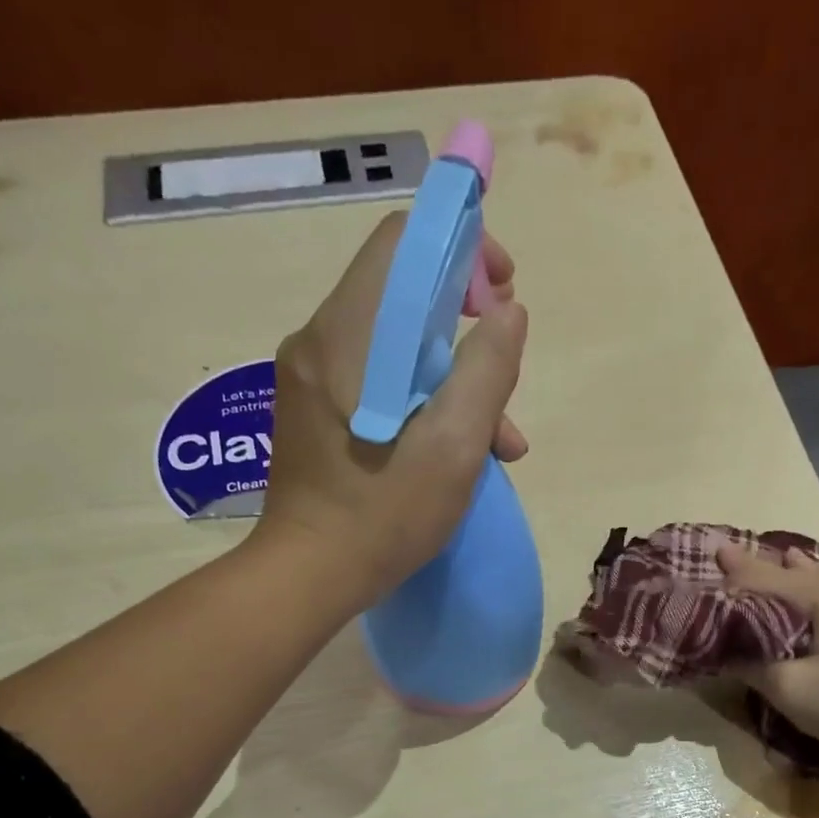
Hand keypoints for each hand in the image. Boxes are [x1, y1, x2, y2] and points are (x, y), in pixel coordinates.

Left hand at [254, 213, 529, 607]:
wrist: (309, 576)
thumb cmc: (384, 516)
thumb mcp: (454, 448)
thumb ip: (487, 371)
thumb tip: (509, 313)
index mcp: (348, 336)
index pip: (404, 242)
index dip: (463, 252)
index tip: (502, 297)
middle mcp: (319, 340)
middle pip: (403, 297)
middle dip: (467, 336)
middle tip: (505, 390)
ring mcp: (310, 378)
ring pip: (395, 346)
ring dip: (452, 382)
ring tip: (498, 446)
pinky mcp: (313, 411)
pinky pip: (376, 380)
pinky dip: (420, 402)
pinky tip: (452, 453)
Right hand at [716, 542, 818, 764]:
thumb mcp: (790, 689)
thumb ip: (752, 667)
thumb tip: (727, 656)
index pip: (766, 577)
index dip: (736, 569)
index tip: (714, 550)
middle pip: (797, 570)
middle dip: (767, 566)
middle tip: (738, 560)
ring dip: (797, 574)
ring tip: (781, 563)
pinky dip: (818, 590)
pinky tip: (818, 594)